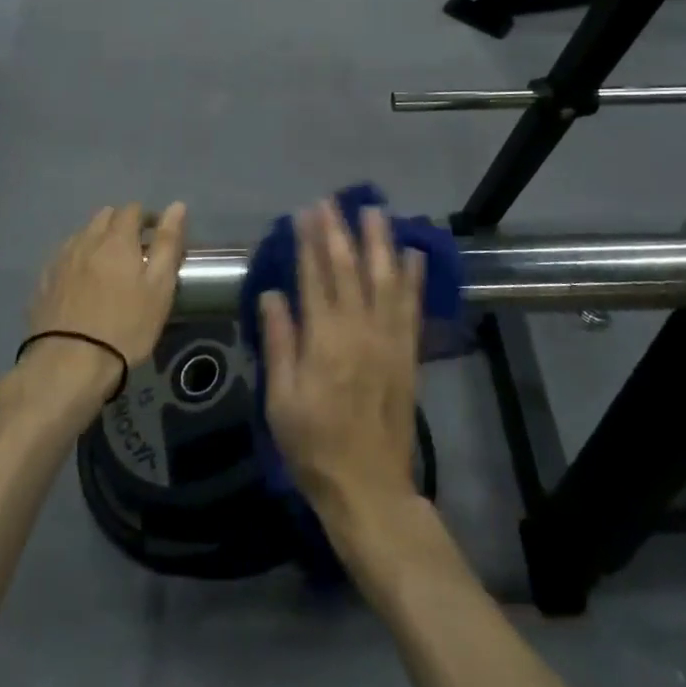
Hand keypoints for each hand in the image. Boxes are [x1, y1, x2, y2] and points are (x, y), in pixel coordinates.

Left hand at [28, 202, 186, 370]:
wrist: (69, 365)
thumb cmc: (125, 326)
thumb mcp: (159, 287)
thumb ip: (168, 243)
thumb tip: (176, 206)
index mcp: (116, 239)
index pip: (132, 209)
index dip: (146, 217)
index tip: (155, 236)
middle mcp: (86, 240)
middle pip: (104, 216)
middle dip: (120, 224)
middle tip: (134, 251)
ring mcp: (61, 260)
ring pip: (82, 235)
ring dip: (97, 240)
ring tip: (107, 267)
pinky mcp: (43, 282)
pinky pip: (63, 257)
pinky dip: (76, 260)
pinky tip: (81, 283)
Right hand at [258, 200, 423, 517]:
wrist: (368, 486)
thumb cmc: (314, 445)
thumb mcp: (280, 400)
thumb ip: (279, 342)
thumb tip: (272, 294)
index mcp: (324, 339)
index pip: (314, 277)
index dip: (309, 242)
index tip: (305, 212)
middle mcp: (358, 330)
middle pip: (349, 269)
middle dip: (340, 231)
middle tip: (333, 201)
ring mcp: (388, 339)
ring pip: (385, 279)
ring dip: (379, 242)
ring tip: (375, 211)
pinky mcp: (408, 353)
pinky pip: (411, 307)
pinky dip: (413, 278)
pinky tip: (413, 254)